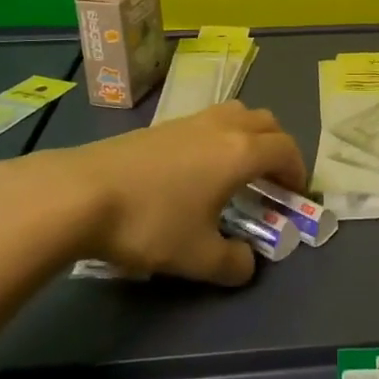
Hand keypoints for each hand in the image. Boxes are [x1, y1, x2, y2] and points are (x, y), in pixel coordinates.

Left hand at [45, 102, 307, 285]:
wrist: (81, 192)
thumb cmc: (151, 222)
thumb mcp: (197, 256)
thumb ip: (232, 263)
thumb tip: (247, 264)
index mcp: (240, 152)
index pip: (285, 149)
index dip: (297, 170)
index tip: (295, 194)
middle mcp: (222, 127)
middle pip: (265, 122)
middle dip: (277, 147)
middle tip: (272, 179)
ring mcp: (189, 121)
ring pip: (235, 114)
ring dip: (249, 135)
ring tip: (237, 168)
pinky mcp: (161, 125)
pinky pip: (207, 121)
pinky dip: (219, 137)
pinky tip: (197, 169)